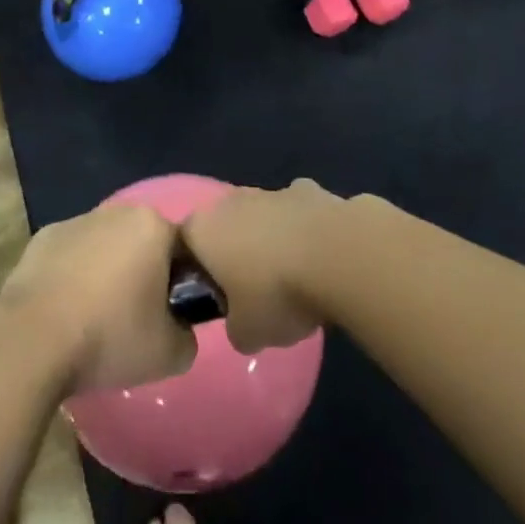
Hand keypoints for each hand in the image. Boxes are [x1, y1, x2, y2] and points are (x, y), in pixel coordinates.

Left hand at [0, 205, 195, 394]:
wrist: (32, 339)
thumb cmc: (110, 336)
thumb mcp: (170, 353)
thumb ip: (187, 334)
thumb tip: (178, 327)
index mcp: (153, 226)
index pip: (183, 251)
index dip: (181, 285)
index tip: (171, 317)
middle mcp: (117, 211)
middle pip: (142, 243)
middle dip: (142, 273)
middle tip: (135, 320)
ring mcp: (76, 221)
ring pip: (104, 247)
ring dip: (106, 273)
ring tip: (95, 319)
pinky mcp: (42, 237)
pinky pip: (70, 256)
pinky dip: (72, 276)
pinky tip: (65, 311)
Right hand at [180, 180, 346, 352]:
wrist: (339, 255)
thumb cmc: (277, 293)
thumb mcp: (247, 333)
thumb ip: (235, 328)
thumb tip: (243, 324)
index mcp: (204, 229)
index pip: (185, 244)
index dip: (198, 271)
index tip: (216, 297)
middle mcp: (231, 201)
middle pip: (226, 226)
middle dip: (237, 252)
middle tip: (255, 290)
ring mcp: (272, 190)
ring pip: (264, 216)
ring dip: (273, 239)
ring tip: (296, 277)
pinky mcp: (310, 189)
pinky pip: (299, 213)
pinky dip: (306, 230)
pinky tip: (324, 258)